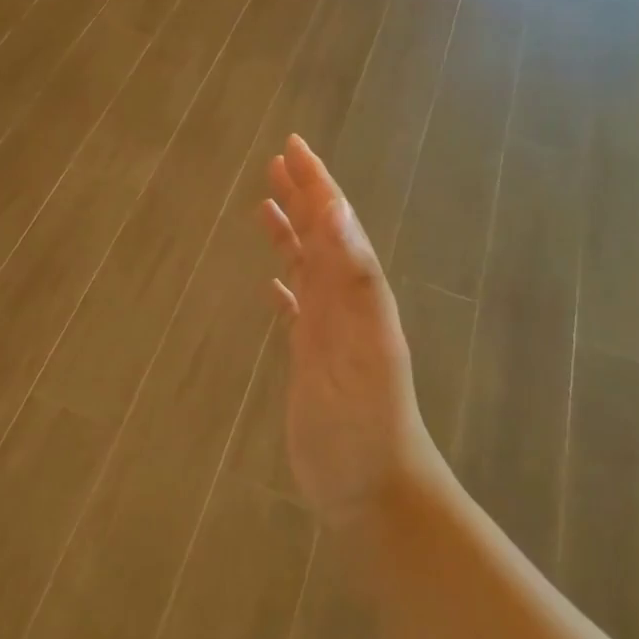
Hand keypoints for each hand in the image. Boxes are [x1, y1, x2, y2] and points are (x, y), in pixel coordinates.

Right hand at [258, 136, 446, 526]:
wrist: (374, 490)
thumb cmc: (367, 426)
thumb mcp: (363, 350)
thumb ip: (353, 282)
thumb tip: (337, 211)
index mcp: (358, 297)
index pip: (336, 227)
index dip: (318, 186)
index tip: (293, 148)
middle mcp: (345, 307)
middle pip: (322, 240)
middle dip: (303, 198)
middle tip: (276, 162)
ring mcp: (328, 335)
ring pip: (307, 272)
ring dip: (290, 237)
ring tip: (263, 208)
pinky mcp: (311, 362)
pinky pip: (296, 313)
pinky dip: (284, 290)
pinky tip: (272, 286)